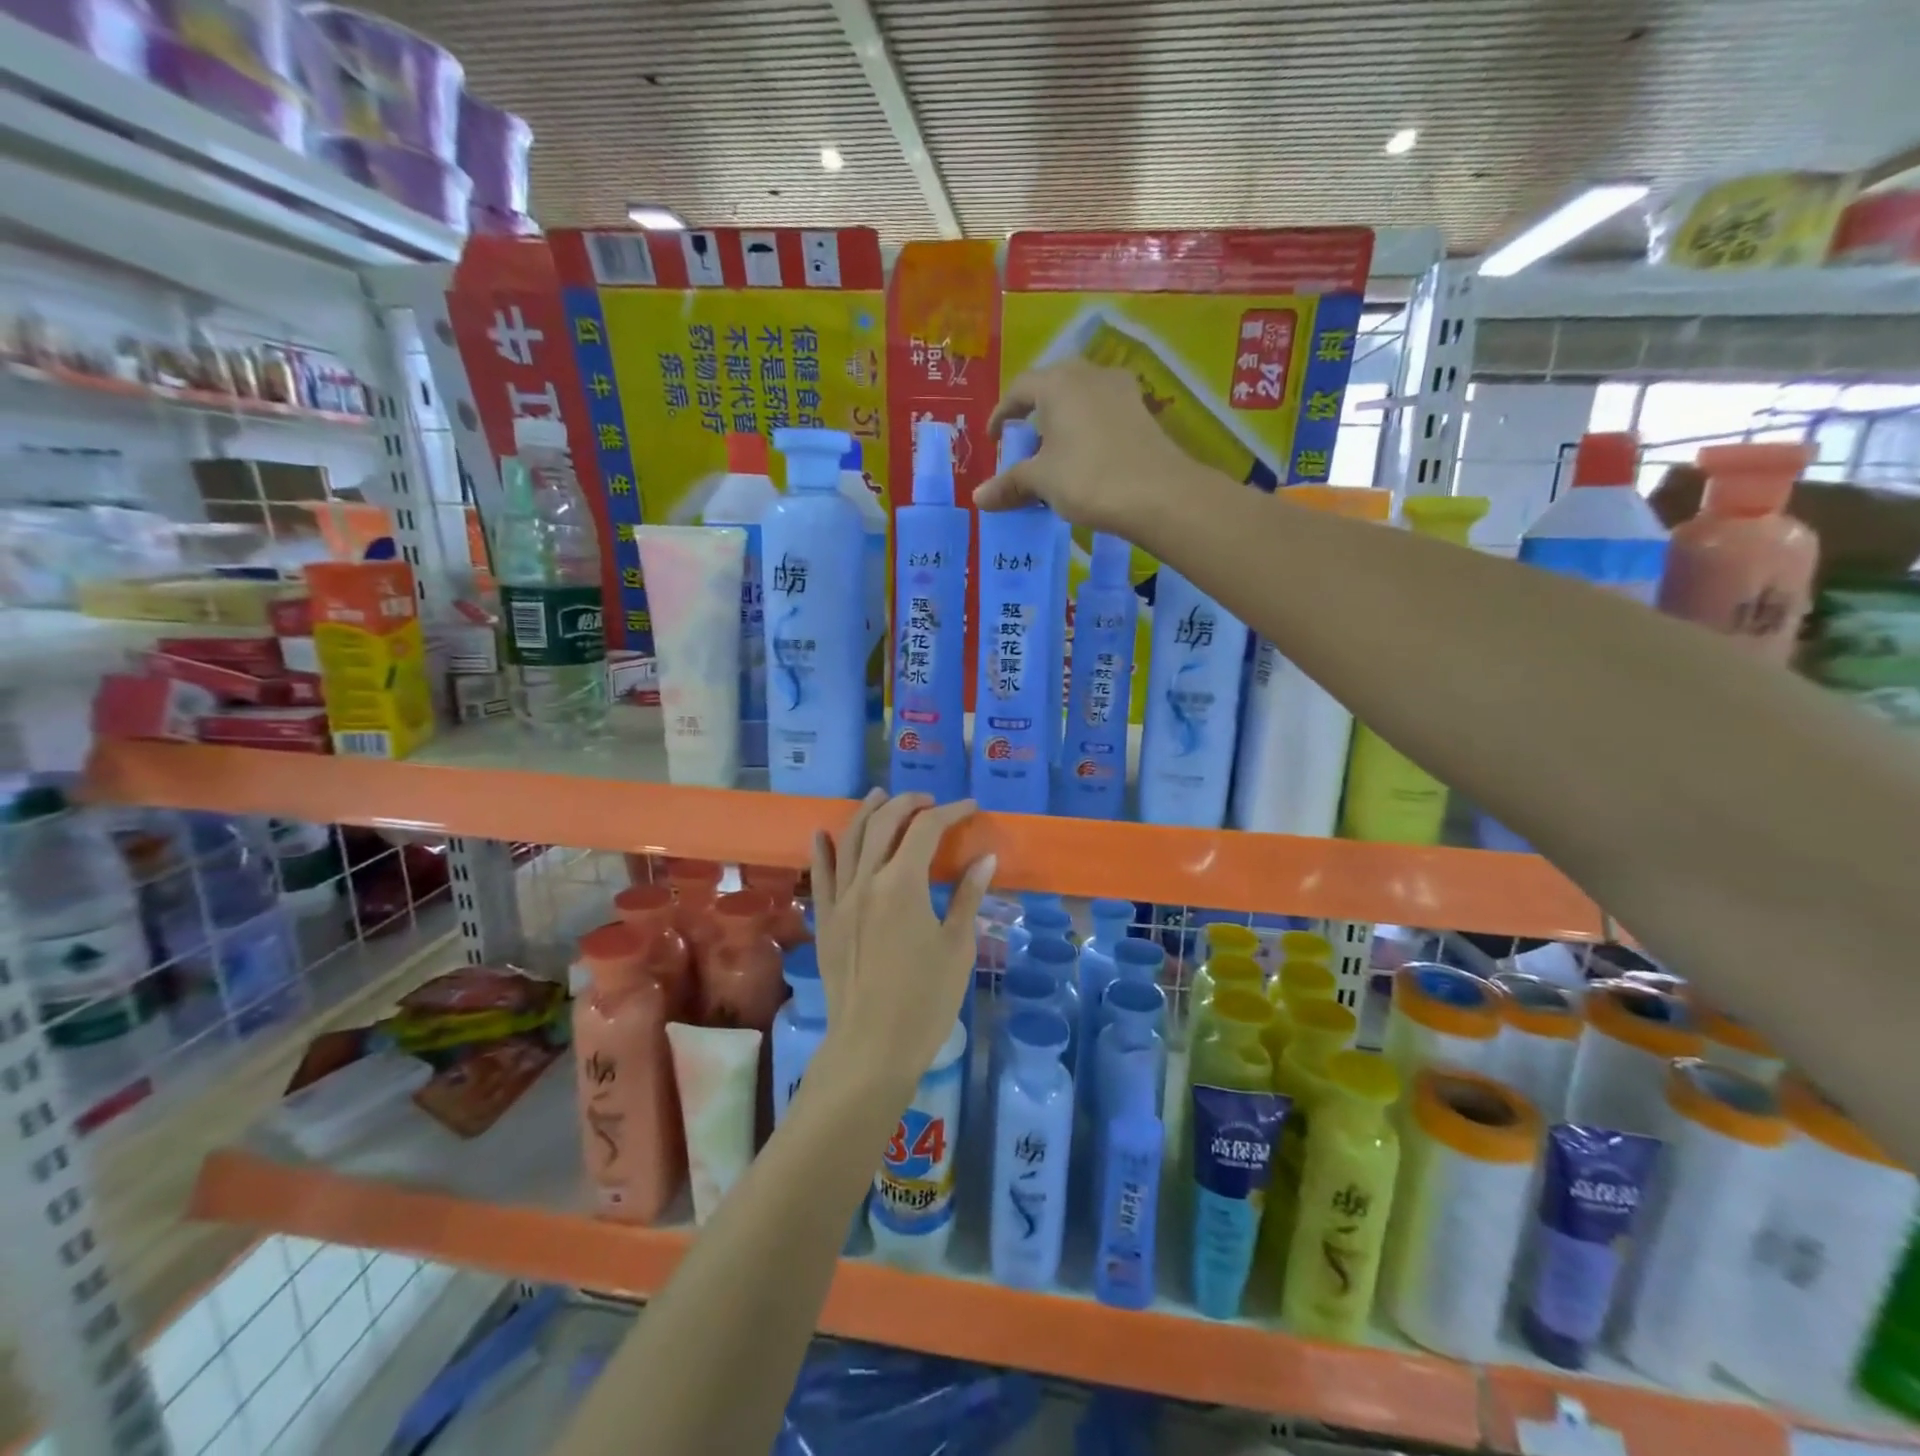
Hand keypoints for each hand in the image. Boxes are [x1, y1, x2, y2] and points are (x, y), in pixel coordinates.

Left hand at [807, 791, 995, 1100]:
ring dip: (867, 813)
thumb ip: (968, 896)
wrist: (872, 1048)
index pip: (926, 829)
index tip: (970, 807)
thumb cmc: (925, 1001)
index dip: (950, 812)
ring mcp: (840, 899)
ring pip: (849, 840)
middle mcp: (867, 881)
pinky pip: (821, 875)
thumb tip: (985, 858)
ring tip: (881, 796)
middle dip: (908, 803)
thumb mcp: (957, 947)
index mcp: (903, 884)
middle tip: (930, 800)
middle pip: (884, 824)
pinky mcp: (826, 920)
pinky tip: (823, 833)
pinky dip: (823, 850)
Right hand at [974, 360, 1204, 534]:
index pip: (1020, 388)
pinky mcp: (1141, 411)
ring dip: (1063, 419)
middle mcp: (1089, 374)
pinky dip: (1087, 428)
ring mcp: (1120, 390)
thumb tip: (979, 497)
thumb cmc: (1088, 478)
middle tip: (1025, 440)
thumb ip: (1009, 484)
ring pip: (1081, 397)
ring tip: (1055, 451)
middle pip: (1052, 385)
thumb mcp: (1042, 481)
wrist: (1158, 493)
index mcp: (1057, 383)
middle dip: (1035, 411)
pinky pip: (1103, 412)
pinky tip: (1086, 456)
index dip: (1002, 413)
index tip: (995, 438)